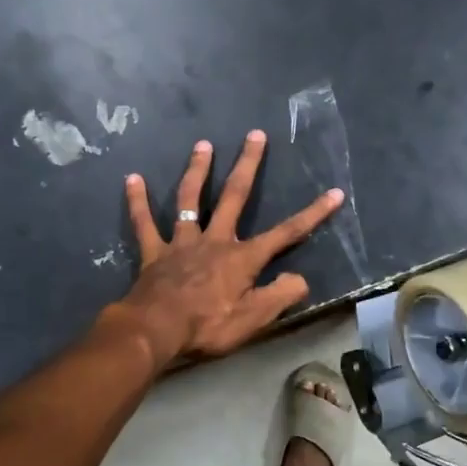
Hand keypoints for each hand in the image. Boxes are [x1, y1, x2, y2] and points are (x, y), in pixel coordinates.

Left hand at [110, 131, 342, 364]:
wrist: (155, 331)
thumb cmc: (207, 326)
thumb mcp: (254, 319)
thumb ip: (280, 296)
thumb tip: (301, 279)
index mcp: (243, 257)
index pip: (286, 233)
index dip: (313, 214)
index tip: (334, 193)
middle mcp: (215, 240)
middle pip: (235, 196)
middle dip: (248, 165)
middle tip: (255, 135)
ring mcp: (182, 243)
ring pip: (190, 199)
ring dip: (198, 170)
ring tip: (203, 144)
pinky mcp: (155, 252)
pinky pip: (144, 223)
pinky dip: (138, 202)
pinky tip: (132, 179)